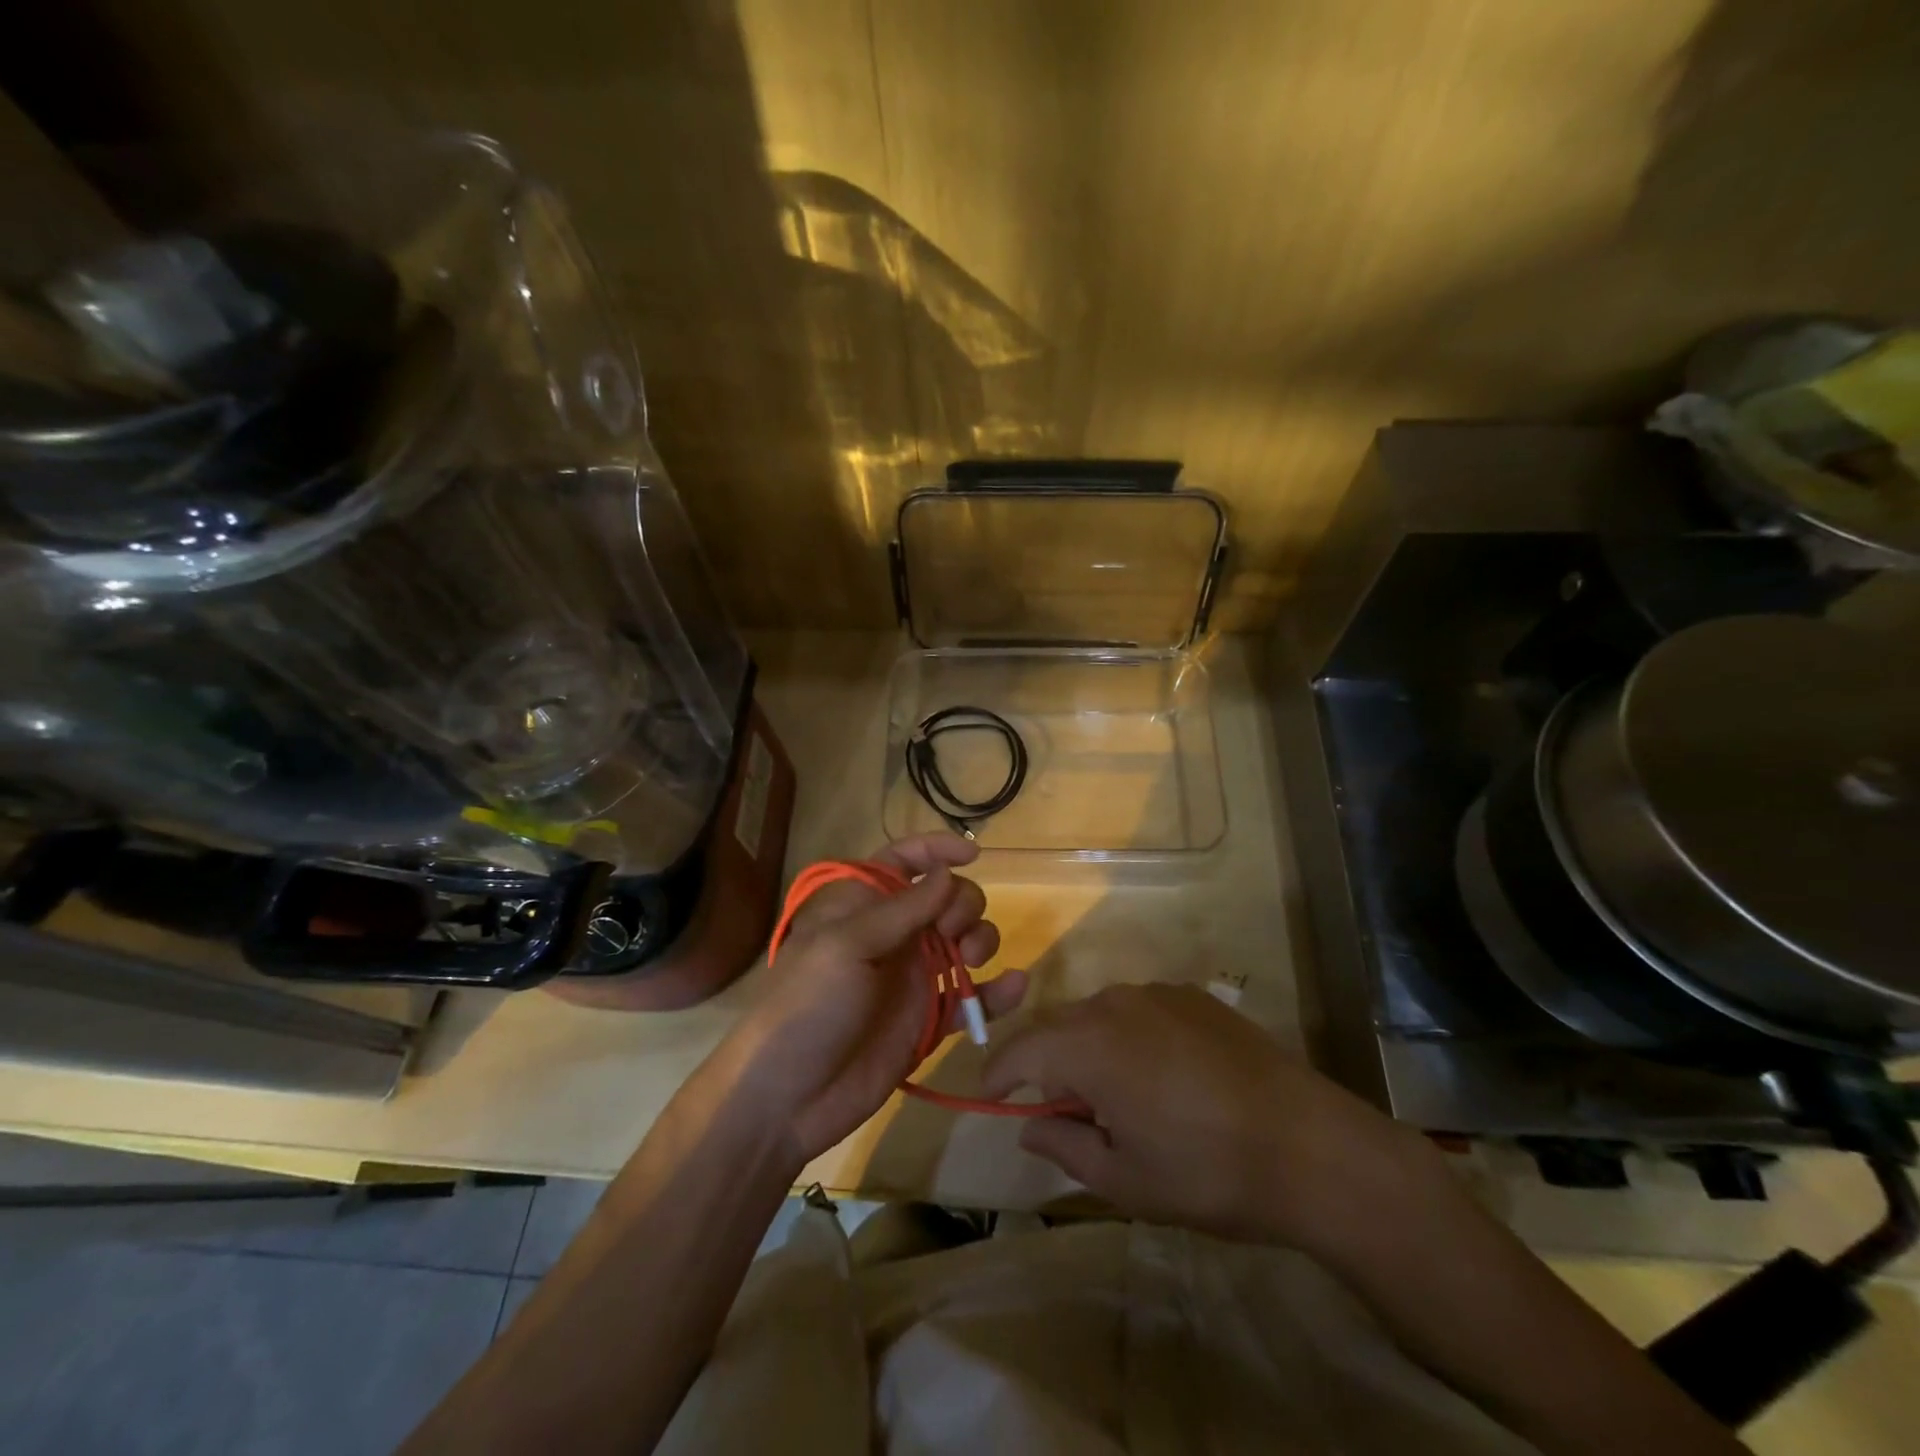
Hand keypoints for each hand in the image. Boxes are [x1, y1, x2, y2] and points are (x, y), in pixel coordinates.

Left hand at [725, 834, 1027, 1163]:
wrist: (787, 1098)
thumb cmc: (807, 1006)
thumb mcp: (847, 946)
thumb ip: (903, 909)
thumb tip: (947, 872)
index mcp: (864, 906)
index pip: (904, 860)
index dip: (936, 849)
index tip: (972, 854)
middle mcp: (894, 935)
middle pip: (947, 898)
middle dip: (962, 903)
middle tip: (950, 931)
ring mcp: (914, 978)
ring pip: (965, 941)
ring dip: (982, 940)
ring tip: (970, 960)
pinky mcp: (929, 1020)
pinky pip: (973, 998)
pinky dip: (997, 992)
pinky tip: (1016, 986)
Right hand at [981, 983, 1436, 1251]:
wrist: (1310, 1145)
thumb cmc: (1206, 1171)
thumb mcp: (1124, 1180)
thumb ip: (1065, 1146)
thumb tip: (1029, 1127)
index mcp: (1089, 1045)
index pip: (1022, 1049)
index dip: (999, 1072)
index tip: (992, 1096)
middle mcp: (1115, 1002)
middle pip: (1059, 1025)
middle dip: (1047, 1063)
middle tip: (1063, 1110)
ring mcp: (1158, 992)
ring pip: (1099, 1014)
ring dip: (1091, 1047)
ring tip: (1118, 1096)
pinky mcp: (1194, 994)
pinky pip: (1140, 1009)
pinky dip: (1130, 1035)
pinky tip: (1163, 1075)